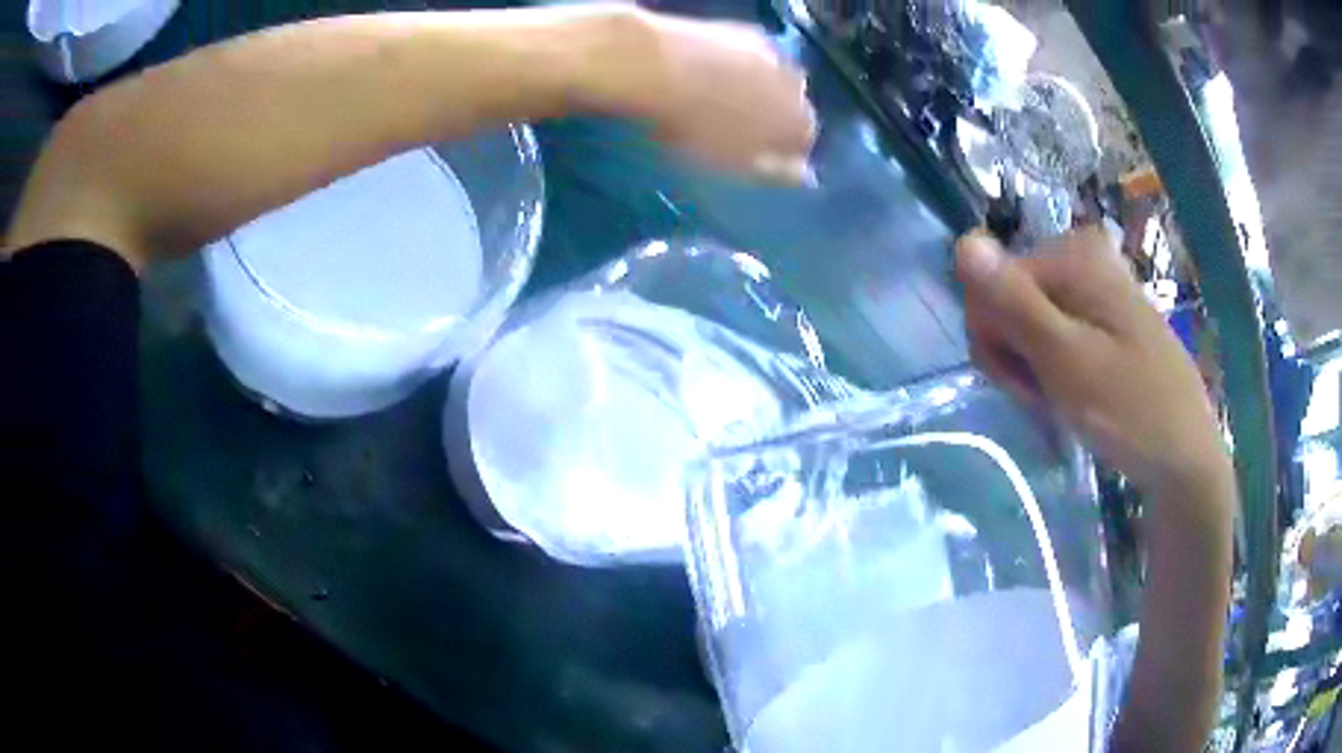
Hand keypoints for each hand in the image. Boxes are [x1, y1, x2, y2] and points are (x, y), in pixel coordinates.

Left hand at [587, 9, 816, 183]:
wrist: (661, 66)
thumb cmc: (698, 127)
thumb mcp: (736, 163)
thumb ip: (775, 171)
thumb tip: (805, 177)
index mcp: (800, 124)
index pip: (804, 143)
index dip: (781, 151)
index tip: (754, 154)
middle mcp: (798, 87)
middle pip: (792, 107)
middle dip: (773, 116)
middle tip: (736, 125)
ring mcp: (774, 55)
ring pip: (774, 79)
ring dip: (758, 88)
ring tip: (723, 96)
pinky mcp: (746, 32)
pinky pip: (751, 56)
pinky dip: (739, 65)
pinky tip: (713, 70)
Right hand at [956, 228, 1230, 497]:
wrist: (1185, 458)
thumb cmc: (1131, 411)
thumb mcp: (1067, 361)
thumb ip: (1013, 302)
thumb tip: (961, 242)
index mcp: (1073, 255)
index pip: (988, 286)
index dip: (998, 343)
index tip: (1030, 384)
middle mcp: (1082, 257)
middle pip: (1008, 301)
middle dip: (1018, 356)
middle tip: (1051, 395)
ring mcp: (1096, 287)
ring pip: (1028, 324)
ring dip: (1035, 370)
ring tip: (1067, 399)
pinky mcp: (1105, 316)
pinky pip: (1055, 336)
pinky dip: (1055, 372)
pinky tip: (1076, 394)